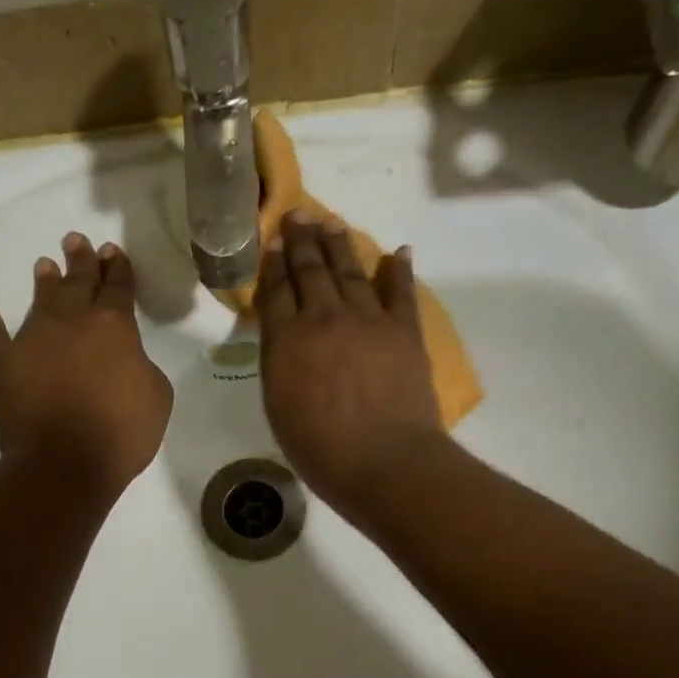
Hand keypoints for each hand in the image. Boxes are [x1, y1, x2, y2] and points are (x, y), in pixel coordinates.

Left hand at [0, 233, 172, 499]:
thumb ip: (141, 365)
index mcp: (113, 326)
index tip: (113, 251)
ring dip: (45, 282)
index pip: (118, 287)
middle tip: (76, 240)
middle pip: (77, 283)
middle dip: (81, 260)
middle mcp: (71, 322)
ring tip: (45, 265)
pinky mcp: (4, 364)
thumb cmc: (121, 432)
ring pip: (40, 301)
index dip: (118, 268)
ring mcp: (33, 339)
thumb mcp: (157, 395)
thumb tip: (125, 359)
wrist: (63, 463)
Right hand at [258, 211, 444, 521]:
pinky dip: (399, 269)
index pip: (276, 291)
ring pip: (350, 271)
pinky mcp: (404, 330)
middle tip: (298, 215)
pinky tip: (398, 251)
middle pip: (311, 270)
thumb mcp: (278, 407)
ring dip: (340, 245)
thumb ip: (278, 362)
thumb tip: (282, 333)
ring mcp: (368, 320)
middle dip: (302, 241)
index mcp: (287, 340)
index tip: (273, 242)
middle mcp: (324, 318)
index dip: (274, 264)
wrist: (385, 462)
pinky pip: (401, 291)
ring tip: (331, 223)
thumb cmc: (321, 449)